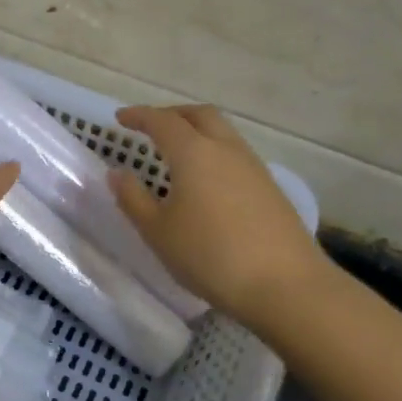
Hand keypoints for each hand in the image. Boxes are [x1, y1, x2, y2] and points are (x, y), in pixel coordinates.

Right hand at [109, 104, 328, 332]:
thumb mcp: (158, 232)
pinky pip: (235, 154)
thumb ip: (133, 199)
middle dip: (172, 114)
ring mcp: (253, 167)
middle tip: (151, 126)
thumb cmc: (209, 256)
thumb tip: (116, 173)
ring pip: (222, 132)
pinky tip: (205, 180)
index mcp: (193, 153)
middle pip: (199, 115)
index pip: (162, 121)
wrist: (285, 285)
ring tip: (176, 152)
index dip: (139, 116)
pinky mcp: (270, 188)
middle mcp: (225, 150)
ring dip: (196, 131)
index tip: (120, 118)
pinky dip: (213, 152)